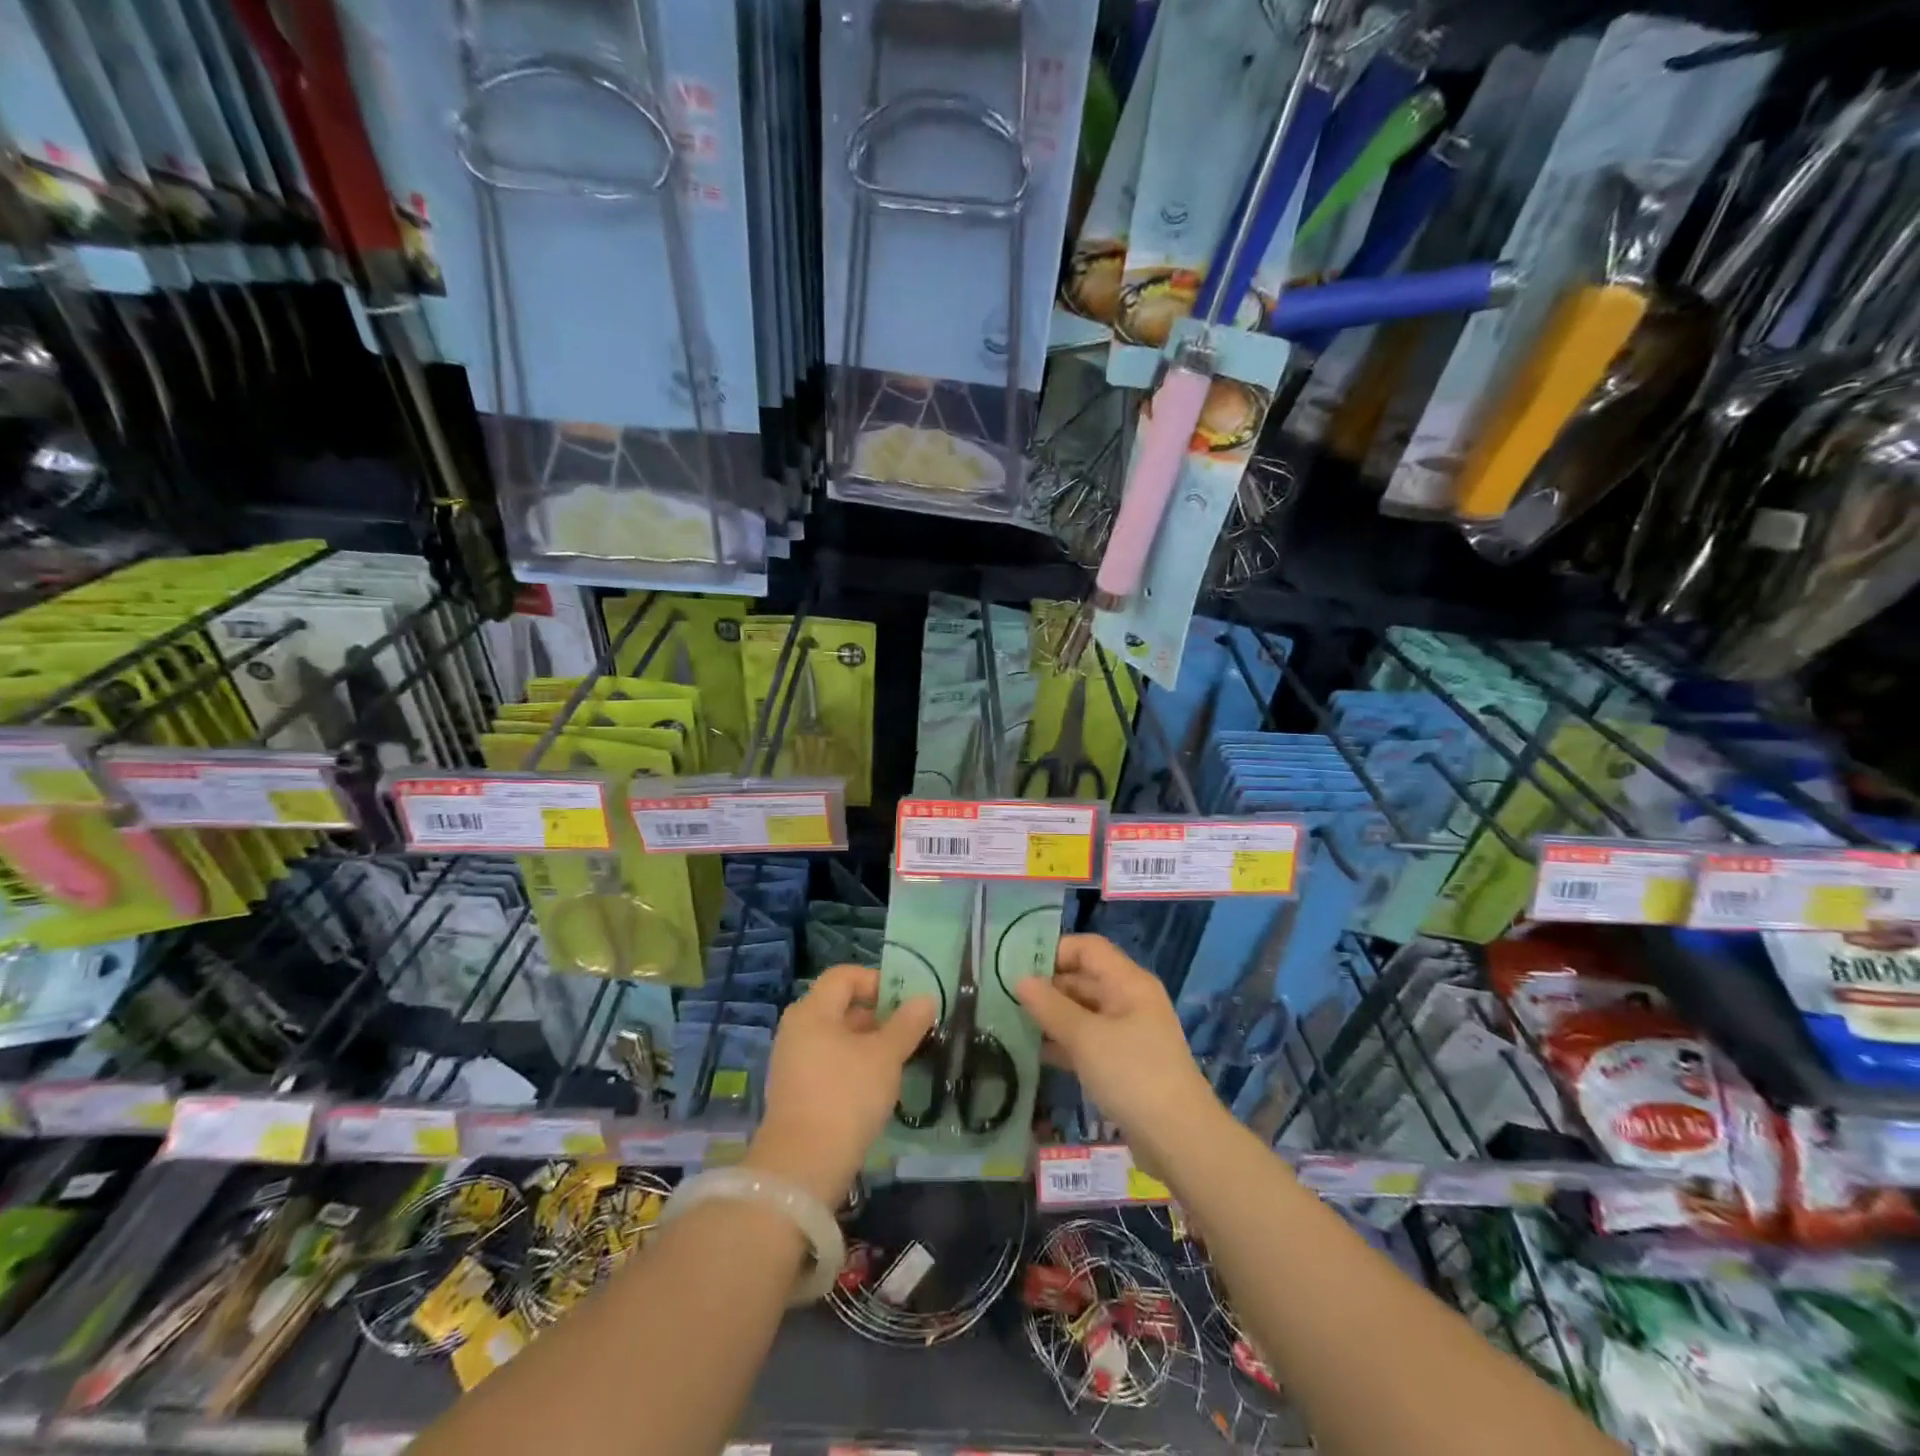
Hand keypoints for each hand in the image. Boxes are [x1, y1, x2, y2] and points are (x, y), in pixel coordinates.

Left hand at [747, 965, 935, 1204]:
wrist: (803, 1166)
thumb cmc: (847, 1096)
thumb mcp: (885, 1056)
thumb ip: (907, 1024)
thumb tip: (926, 998)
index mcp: (812, 1011)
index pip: (844, 976)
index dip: (876, 981)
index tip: (904, 1002)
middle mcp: (796, 1029)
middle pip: (839, 1005)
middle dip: (875, 1014)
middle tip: (907, 1031)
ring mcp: (792, 1062)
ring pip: (835, 1037)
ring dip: (866, 1042)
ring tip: (896, 1059)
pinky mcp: (795, 1092)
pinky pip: (827, 1063)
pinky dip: (851, 1065)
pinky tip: (874, 1086)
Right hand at [1015, 934, 1216, 1156]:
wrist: (1181, 1141)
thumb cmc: (1133, 1076)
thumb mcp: (1086, 1038)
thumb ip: (1050, 1007)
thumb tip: (1020, 981)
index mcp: (1128, 983)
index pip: (1087, 948)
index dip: (1053, 952)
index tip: (1016, 967)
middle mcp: (1129, 1000)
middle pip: (1084, 978)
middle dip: (1047, 986)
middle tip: (1004, 997)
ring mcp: (1128, 1033)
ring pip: (1083, 1012)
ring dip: (1051, 1016)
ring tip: (1010, 1022)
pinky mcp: (1123, 1064)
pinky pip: (1088, 1041)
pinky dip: (1063, 1043)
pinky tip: (1032, 1053)